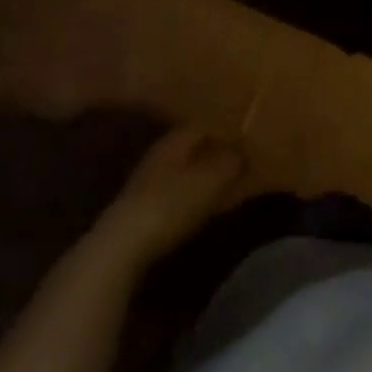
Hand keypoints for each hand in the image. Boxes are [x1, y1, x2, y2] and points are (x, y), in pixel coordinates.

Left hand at [92, 127, 245, 270]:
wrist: (122, 249)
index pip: (204, 122)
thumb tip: (244, 149)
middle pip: (194, 146)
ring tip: (232, 179)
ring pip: (186, 169)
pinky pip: (179, 193)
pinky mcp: (145, 210)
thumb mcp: (209, 180)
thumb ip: (230, 161)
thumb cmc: (170, 204)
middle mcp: (160, 154)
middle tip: (244, 154)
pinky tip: (209, 204)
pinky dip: (196, 194)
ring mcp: (149, 182)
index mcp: (175, 139)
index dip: (226, 124)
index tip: (248, 130)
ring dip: (206, 173)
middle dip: (217, 149)